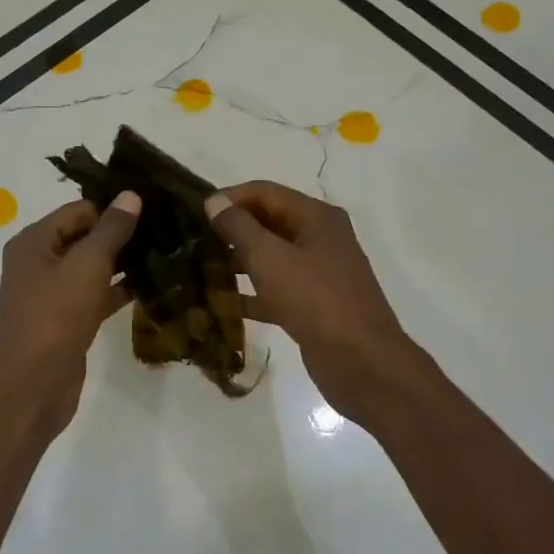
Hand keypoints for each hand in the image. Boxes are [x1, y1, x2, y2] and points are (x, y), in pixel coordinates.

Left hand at [0, 192, 141, 434]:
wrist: (33, 385)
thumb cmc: (55, 316)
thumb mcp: (87, 265)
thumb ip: (111, 229)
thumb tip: (131, 195)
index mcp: (34, 242)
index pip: (78, 210)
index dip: (113, 208)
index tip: (154, 208)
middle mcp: (39, 262)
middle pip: (84, 237)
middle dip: (121, 235)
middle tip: (166, 229)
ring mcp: (52, 294)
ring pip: (92, 268)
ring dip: (123, 263)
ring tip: (165, 253)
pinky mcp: (66, 320)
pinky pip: (95, 295)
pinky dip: (118, 291)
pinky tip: (151, 286)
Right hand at [206, 181, 427, 423]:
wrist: (360, 361)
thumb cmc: (315, 300)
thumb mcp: (270, 258)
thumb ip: (239, 227)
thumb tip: (214, 202)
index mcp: (316, 217)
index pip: (264, 193)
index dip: (229, 198)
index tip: (194, 212)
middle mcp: (320, 238)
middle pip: (268, 222)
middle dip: (231, 230)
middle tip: (193, 241)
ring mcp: (319, 273)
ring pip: (271, 257)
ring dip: (238, 262)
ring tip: (201, 270)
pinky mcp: (314, 304)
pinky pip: (276, 289)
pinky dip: (252, 293)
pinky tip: (222, 305)